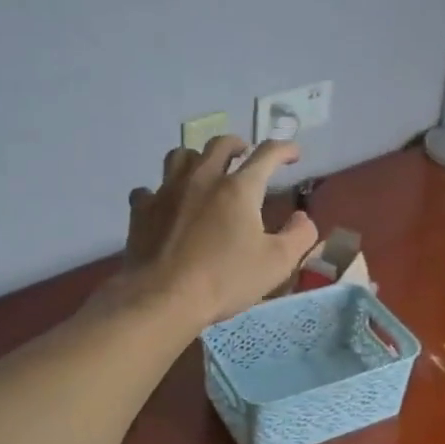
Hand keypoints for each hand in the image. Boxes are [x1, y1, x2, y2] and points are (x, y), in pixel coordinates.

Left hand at [117, 137, 318, 328]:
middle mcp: (202, 178)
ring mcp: (167, 191)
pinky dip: (160, 191)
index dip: (284, 149)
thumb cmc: (225, 280)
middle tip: (245, 154)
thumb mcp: (277, 263)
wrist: (163, 298)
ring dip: (197, 157)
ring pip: (181, 155)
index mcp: (239, 188)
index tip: (294, 154)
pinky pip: (149, 188)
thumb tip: (302, 218)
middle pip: (220, 144)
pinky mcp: (142, 210)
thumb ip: (299, 235)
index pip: (266, 155)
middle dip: (237, 144)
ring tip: (204, 170)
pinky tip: (166, 204)